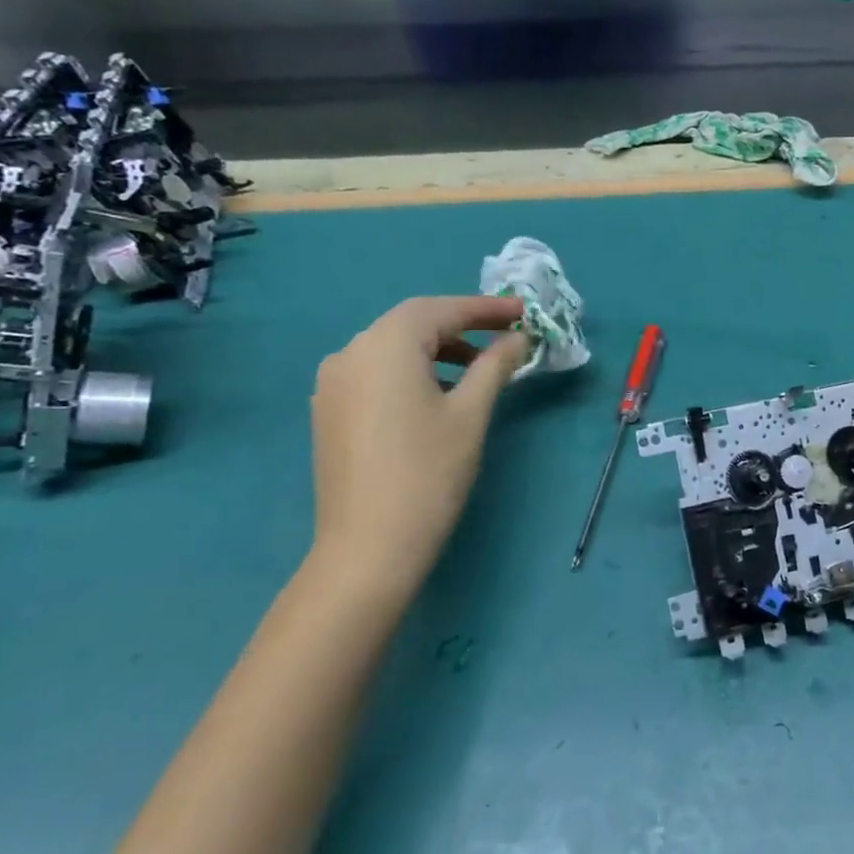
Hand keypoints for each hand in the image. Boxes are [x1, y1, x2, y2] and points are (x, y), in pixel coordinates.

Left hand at [309, 295, 530, 585]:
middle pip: (413, 323)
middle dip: (462, 325)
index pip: (442, 310)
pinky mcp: (330, 410)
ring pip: (393, 348)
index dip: (486, 308)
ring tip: (479, 369)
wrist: (369, 546)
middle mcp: (351, 352)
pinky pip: (376, 372)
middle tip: (506, 335)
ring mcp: (333, 383)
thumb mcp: (471, 413)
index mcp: (385, 345)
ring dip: (438, 348)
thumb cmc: (429, 472)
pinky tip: (439, 393)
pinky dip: (412, 370)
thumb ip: (495, 365)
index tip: (524, 311)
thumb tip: (518, 338)